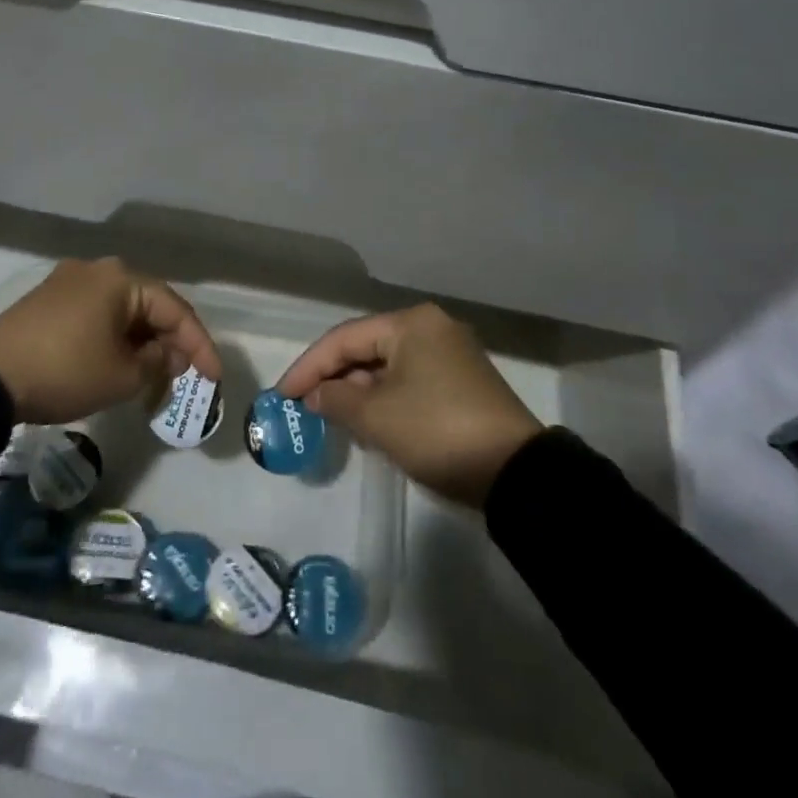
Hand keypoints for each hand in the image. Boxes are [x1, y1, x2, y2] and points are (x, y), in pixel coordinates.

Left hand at [0, 258, 221, 425]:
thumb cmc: (66, 371)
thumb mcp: (123, 375)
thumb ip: (157, 362)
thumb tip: (166, 354)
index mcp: (121, 278)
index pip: (175, 309)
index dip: (199, 345)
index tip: (214, 378)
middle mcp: (98, 269)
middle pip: (149, 306)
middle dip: (170, 342)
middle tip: (185, 376)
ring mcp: (69, 282)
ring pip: (122, 311)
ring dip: (142, 342)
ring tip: (154, 375)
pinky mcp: (49, 301)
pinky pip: (98, 315)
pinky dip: (115, 338)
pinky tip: (120, 362)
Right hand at [276, 303, 542, 507]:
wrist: (515, 473)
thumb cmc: (436, 431)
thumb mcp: (377, 417)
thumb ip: (336, 399)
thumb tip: (316, 395)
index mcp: (411, 323)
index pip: (344, 338)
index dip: (309, 366)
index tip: (282, 394)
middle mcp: (432, 328)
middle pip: (367, 348)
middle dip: (334, 377)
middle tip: (304, 406)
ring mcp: (451, 354)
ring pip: (388, 366)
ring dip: (358, 390)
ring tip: (330, 417)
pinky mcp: (462, 382)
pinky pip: (409, 381)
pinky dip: (384, 398)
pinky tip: (368, 422)